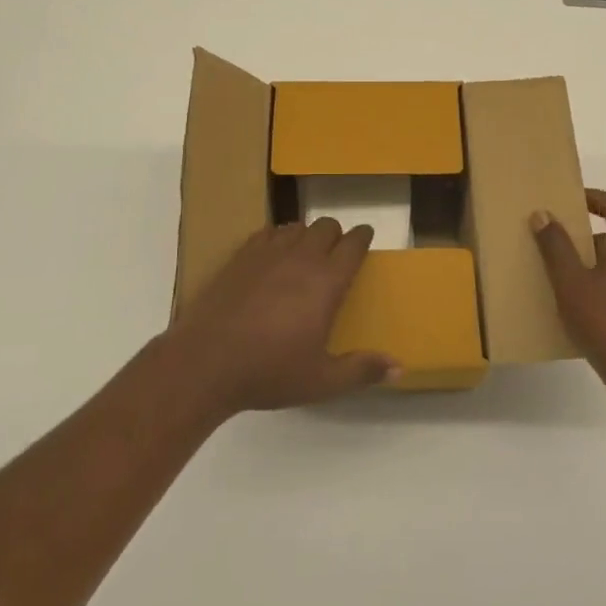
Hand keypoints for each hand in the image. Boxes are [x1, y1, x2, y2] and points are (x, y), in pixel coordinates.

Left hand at [164, 220, 399, 416]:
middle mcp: (301, 258)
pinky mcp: (240, 256)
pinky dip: (277, 237)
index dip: (363, 237)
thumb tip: (400, 368)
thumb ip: (362, 370)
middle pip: (326, 226)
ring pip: (297, 225)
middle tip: (336, 253)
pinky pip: (267, 232)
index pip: (353, 244)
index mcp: (326, 282)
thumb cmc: (269, 372)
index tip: (366, 237)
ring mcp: (268, 253)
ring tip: (305, 253)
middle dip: (336, 234)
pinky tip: (273, 255)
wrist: (205, 362)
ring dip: (307, 234)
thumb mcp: (322, 380)